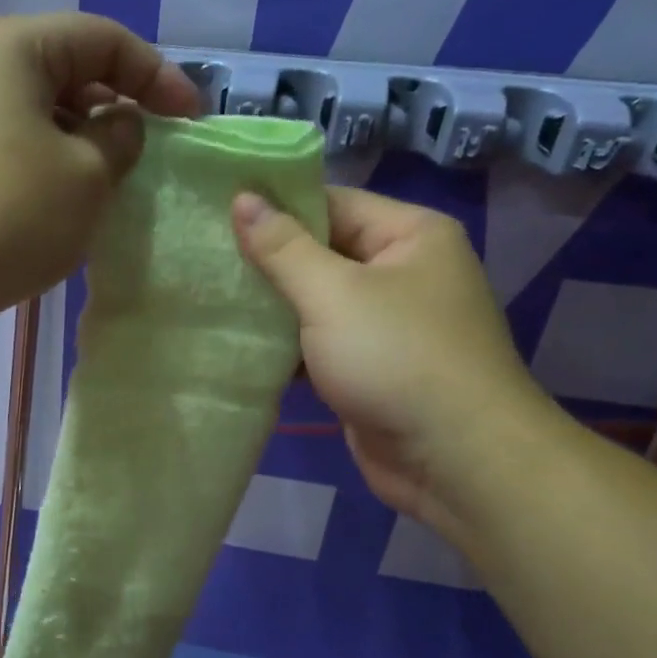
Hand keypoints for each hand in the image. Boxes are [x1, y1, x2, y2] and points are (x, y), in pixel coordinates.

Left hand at [0, 13, 200, 321]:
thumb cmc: (7, 215)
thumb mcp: (87, 176)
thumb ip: (121, 139)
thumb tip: (119, 127)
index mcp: (13, 47)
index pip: (104, 40)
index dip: (158, 76)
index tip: (191, 120)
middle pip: (70, 71)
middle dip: (118, 109)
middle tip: (150, 155)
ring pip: (43, 115)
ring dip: (84, 144)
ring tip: (113, 186)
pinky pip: (16, 147)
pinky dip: (51, 166)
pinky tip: (68, 205)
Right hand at [233, 186, 560, 536]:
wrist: (454, 459)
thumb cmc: (397, 358)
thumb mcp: (333, 293)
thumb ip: (283, 248)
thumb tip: (242, 198)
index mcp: (409, 236)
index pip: (331, 203)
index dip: (274, 206)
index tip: (215, 212)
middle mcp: (402, 273)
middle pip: (321, 252)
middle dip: (266, 260)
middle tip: (202, 258)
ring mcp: (387, 325)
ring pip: (316, 302)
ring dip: (270, 307)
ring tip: (207, 297)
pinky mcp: (370, 368)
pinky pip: (319, 344)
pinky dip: (285, 346)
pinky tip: (237, 346)